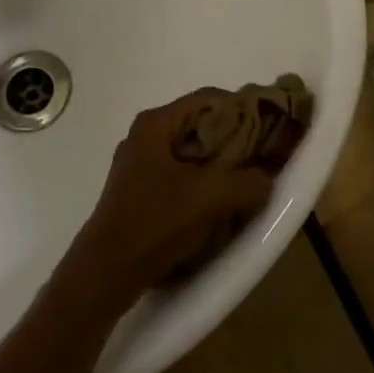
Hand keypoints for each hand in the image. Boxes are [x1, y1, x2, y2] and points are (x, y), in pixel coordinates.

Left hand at [67, 94, 276, 301]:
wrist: (105, 273)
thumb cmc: (155, 222)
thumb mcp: (210, 197)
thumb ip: (247, 182)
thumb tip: (266, 179)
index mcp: (155, 123)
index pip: (208, 98)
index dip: (242, 108)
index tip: (268, 127)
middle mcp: (144, 136)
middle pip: (199, 125)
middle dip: (232, 139)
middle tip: (261, 156)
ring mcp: (138, 165)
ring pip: (190, 154)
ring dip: (218, 166)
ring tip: (245, 182)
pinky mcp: (138, 193)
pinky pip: (179, 176)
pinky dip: (201, 184)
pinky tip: (217, 206)